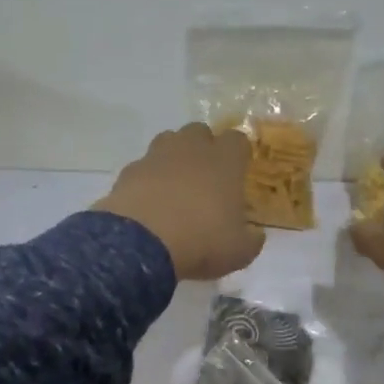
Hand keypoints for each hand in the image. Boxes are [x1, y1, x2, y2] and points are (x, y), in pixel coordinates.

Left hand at [95, 123, 265, 280]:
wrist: (142, 245)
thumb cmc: (202, 242)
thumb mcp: (239, 252)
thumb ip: (251, 239)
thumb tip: (255, 234)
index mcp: (224, 162)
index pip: (238, 140)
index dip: (239, 155)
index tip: (238, 173)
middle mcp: (191, 149)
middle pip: (200, 132)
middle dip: (204, 148)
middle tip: (205, 178)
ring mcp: (156, 157)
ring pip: (168, 141)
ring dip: (174, 157)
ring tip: (175, 187)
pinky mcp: (128, 171)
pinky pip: (143, 166)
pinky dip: (148, 179)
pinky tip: (148, 203)